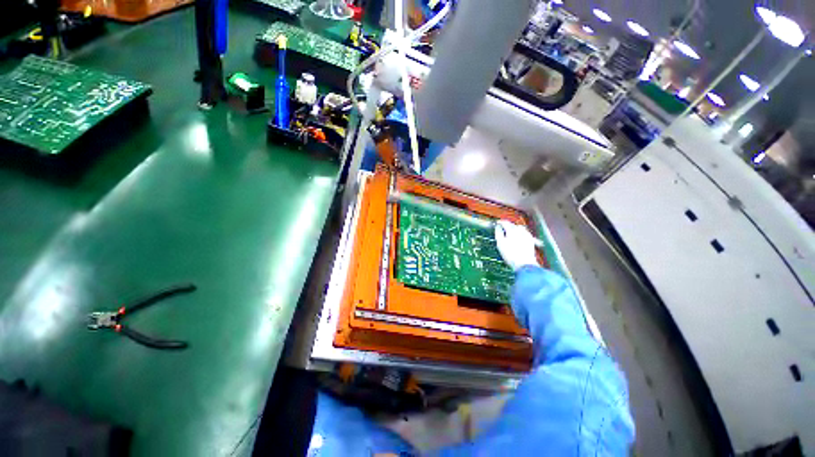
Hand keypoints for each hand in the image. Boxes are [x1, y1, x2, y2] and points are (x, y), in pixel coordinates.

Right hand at [495, 220, 539, 271]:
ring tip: (510, 232)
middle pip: (513, 224)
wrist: (524, 264)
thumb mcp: (500, 243)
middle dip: (507, 225)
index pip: (505, 222)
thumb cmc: (511, 255)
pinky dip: (520, 233)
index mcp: (512, 230)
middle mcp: (521, 231)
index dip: (500, 222)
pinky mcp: (531, 241)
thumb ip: (498, 233)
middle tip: (502, 228)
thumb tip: (497, 227)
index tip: (497, 223)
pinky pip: (525, 233)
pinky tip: (518, 237)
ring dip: (514, 228)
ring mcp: (527, 236)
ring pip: (520, 228)